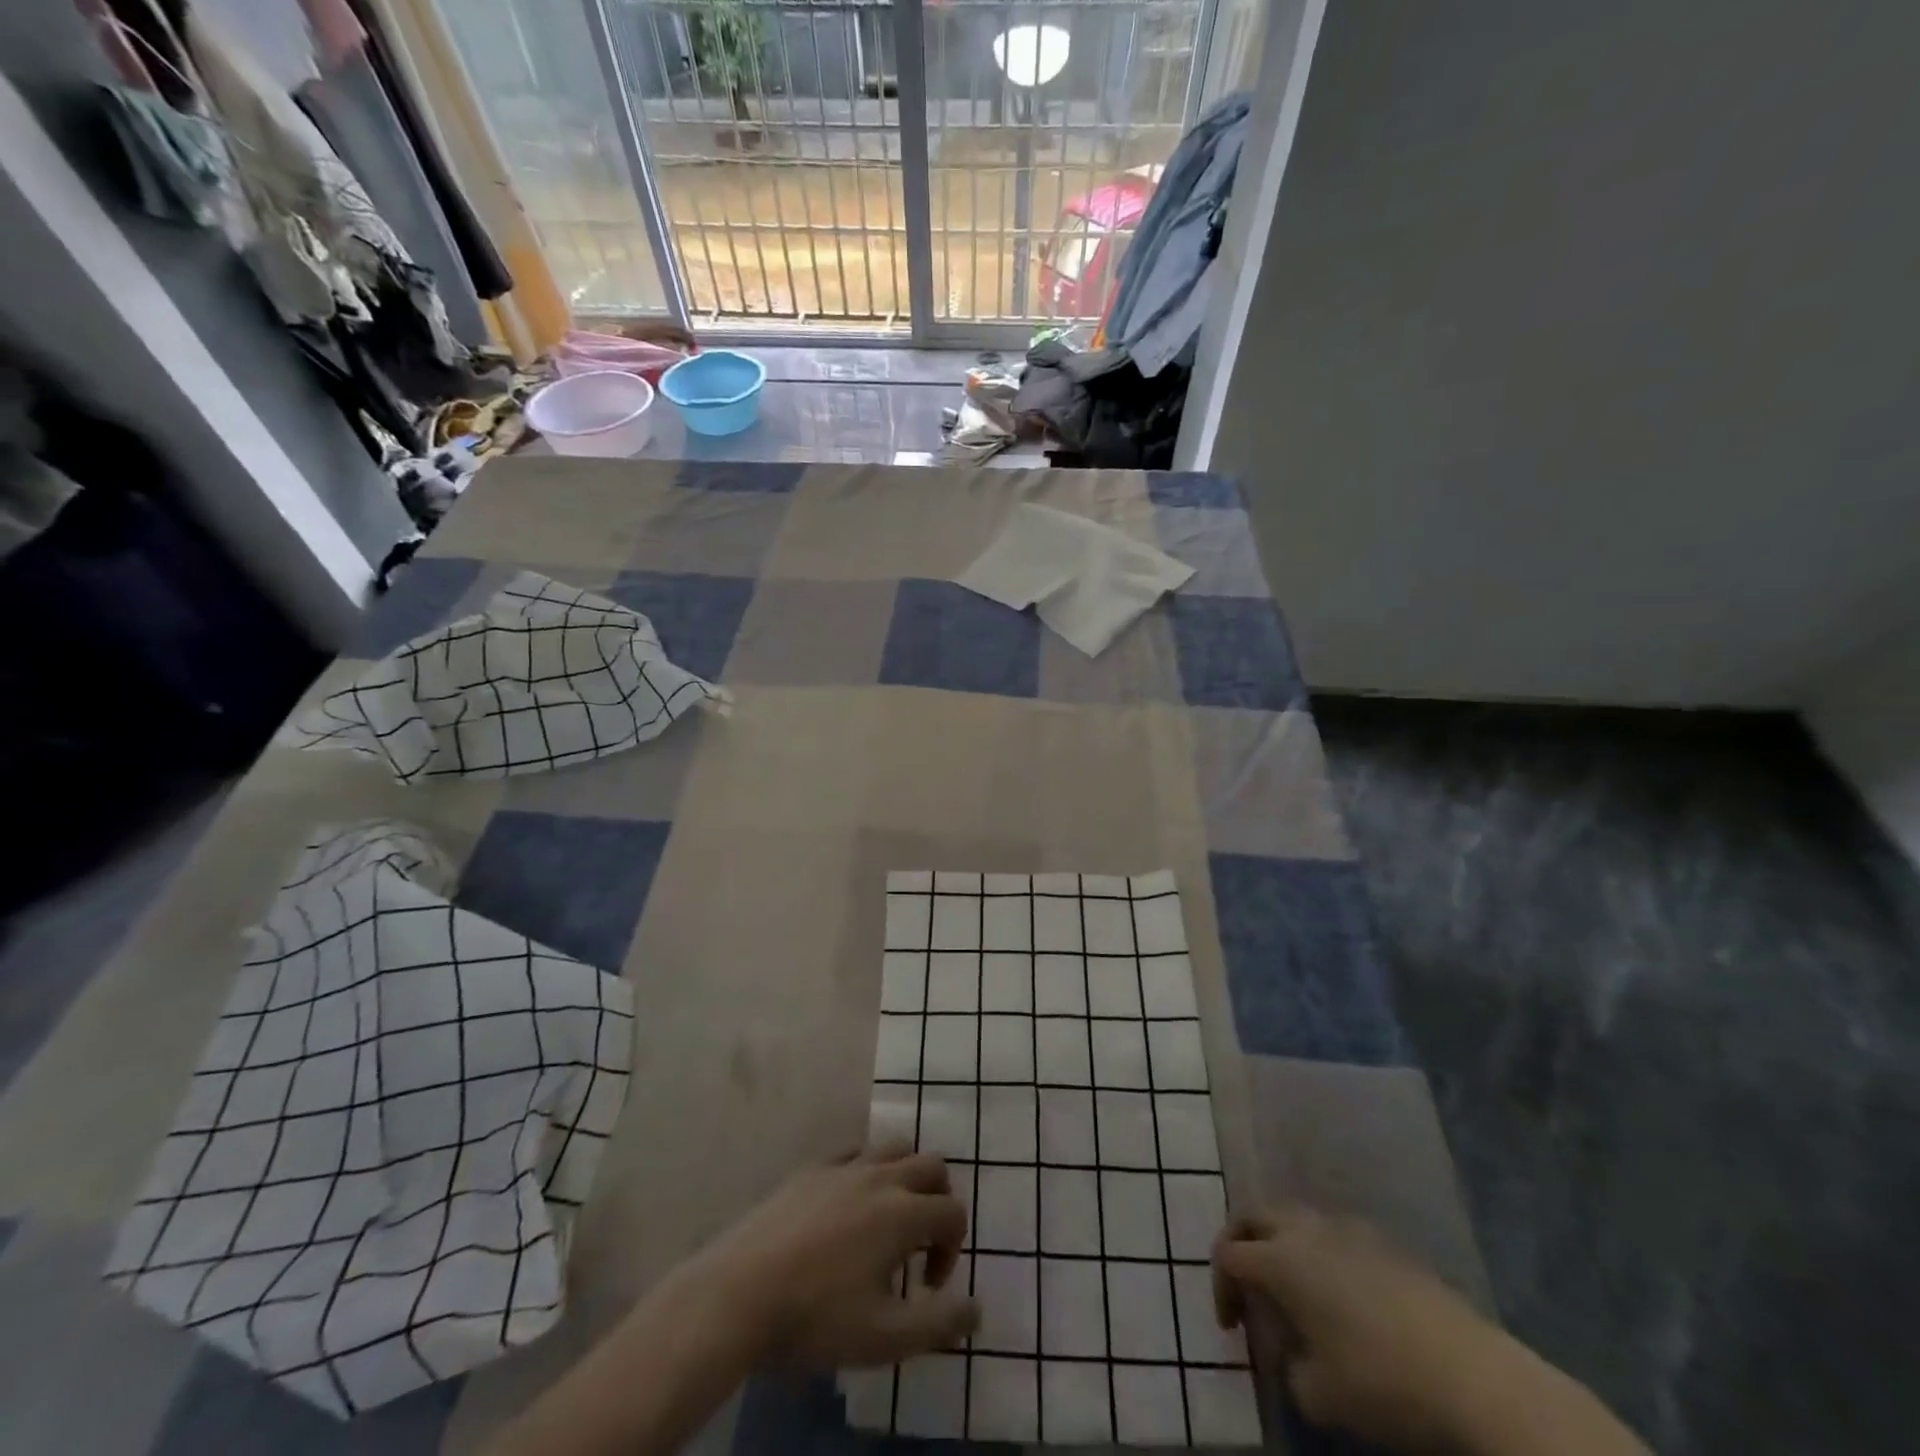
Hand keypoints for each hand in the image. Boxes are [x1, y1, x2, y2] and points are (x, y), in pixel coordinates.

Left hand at [693, 1143, 979, 1369]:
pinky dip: (866, 1172)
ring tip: (889, 1220)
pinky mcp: (812, 1169)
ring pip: (894, 1149)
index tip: (927, 1287)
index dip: (953, 1249)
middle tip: (919, 1245)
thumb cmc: (816, 1319)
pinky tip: (848, 1209)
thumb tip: (977, 1311)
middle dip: (938, 1201)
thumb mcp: (883, 1338)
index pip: (952, 1213)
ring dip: (906, 1177)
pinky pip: (854, 1154)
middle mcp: (880, 1177)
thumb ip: (938, 1323)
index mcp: (902, 1213)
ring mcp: (843, 1167)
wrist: (739, 1294)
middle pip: (931, 1165)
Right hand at [1213, 1206, 1515, 1450]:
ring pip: (1296, 1217)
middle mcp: (1306, 1229)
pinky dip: (1321, 1251)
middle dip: (1241, 1243)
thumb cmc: (1380, 1381)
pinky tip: (1341, 1293)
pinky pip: (1335, 1232)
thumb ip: (1288, 1365)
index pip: (1229, 1255)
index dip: (1221, 1287)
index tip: (1232, 1328)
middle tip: (1245, 1282)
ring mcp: (1348, 1229)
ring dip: (1282, 1242)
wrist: (1472, 1376)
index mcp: (1280, 1259)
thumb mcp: (1318, 1394)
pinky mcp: (1386, 1242)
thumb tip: (1295, 1354)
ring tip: (1293, 1286)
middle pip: (1255, 1215)